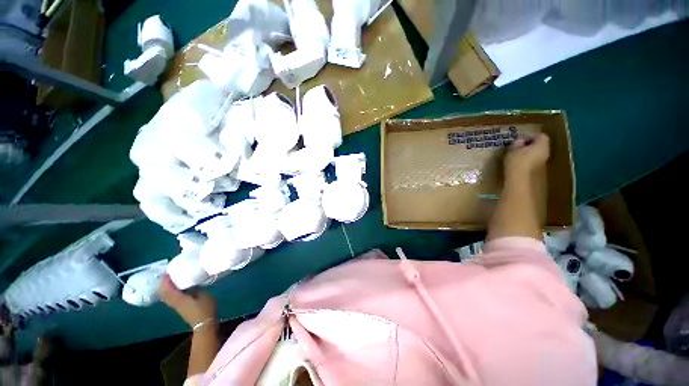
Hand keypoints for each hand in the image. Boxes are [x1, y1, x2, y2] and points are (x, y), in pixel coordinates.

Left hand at [158, 275, 215, 327]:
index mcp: (179, 299)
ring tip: (171, 278)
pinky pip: (170, 297)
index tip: (168, 271)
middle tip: (168, 273)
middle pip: (163, 292)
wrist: (204, 323)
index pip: (167, 289)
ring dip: (166, 287)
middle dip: (164, 283)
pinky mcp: (179, 307)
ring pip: (165, 295)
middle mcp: (174, 302)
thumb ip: (195, 288)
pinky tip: (175, 287)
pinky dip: (169, 291)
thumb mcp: (203, 295)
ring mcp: (175, 306)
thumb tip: (190, 281)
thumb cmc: (205, 308)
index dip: (166, 280)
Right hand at [504, 133, 549, 179]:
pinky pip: (535, 160)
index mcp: (542, 145)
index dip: (530, 136)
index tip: (519, 141)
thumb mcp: (512, 149)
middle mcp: (546, 152)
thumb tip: (520, 141)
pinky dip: (529, 160)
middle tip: (518, 148)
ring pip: (538, 153)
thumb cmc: (516, 162)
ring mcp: (544, 161)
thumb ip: (517, 143)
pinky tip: (519, 164)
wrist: (520, 180)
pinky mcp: (540, 169)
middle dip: (530, 145)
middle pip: (540, 145)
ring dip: (529, 153)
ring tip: (517, 156)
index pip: (540, 135)